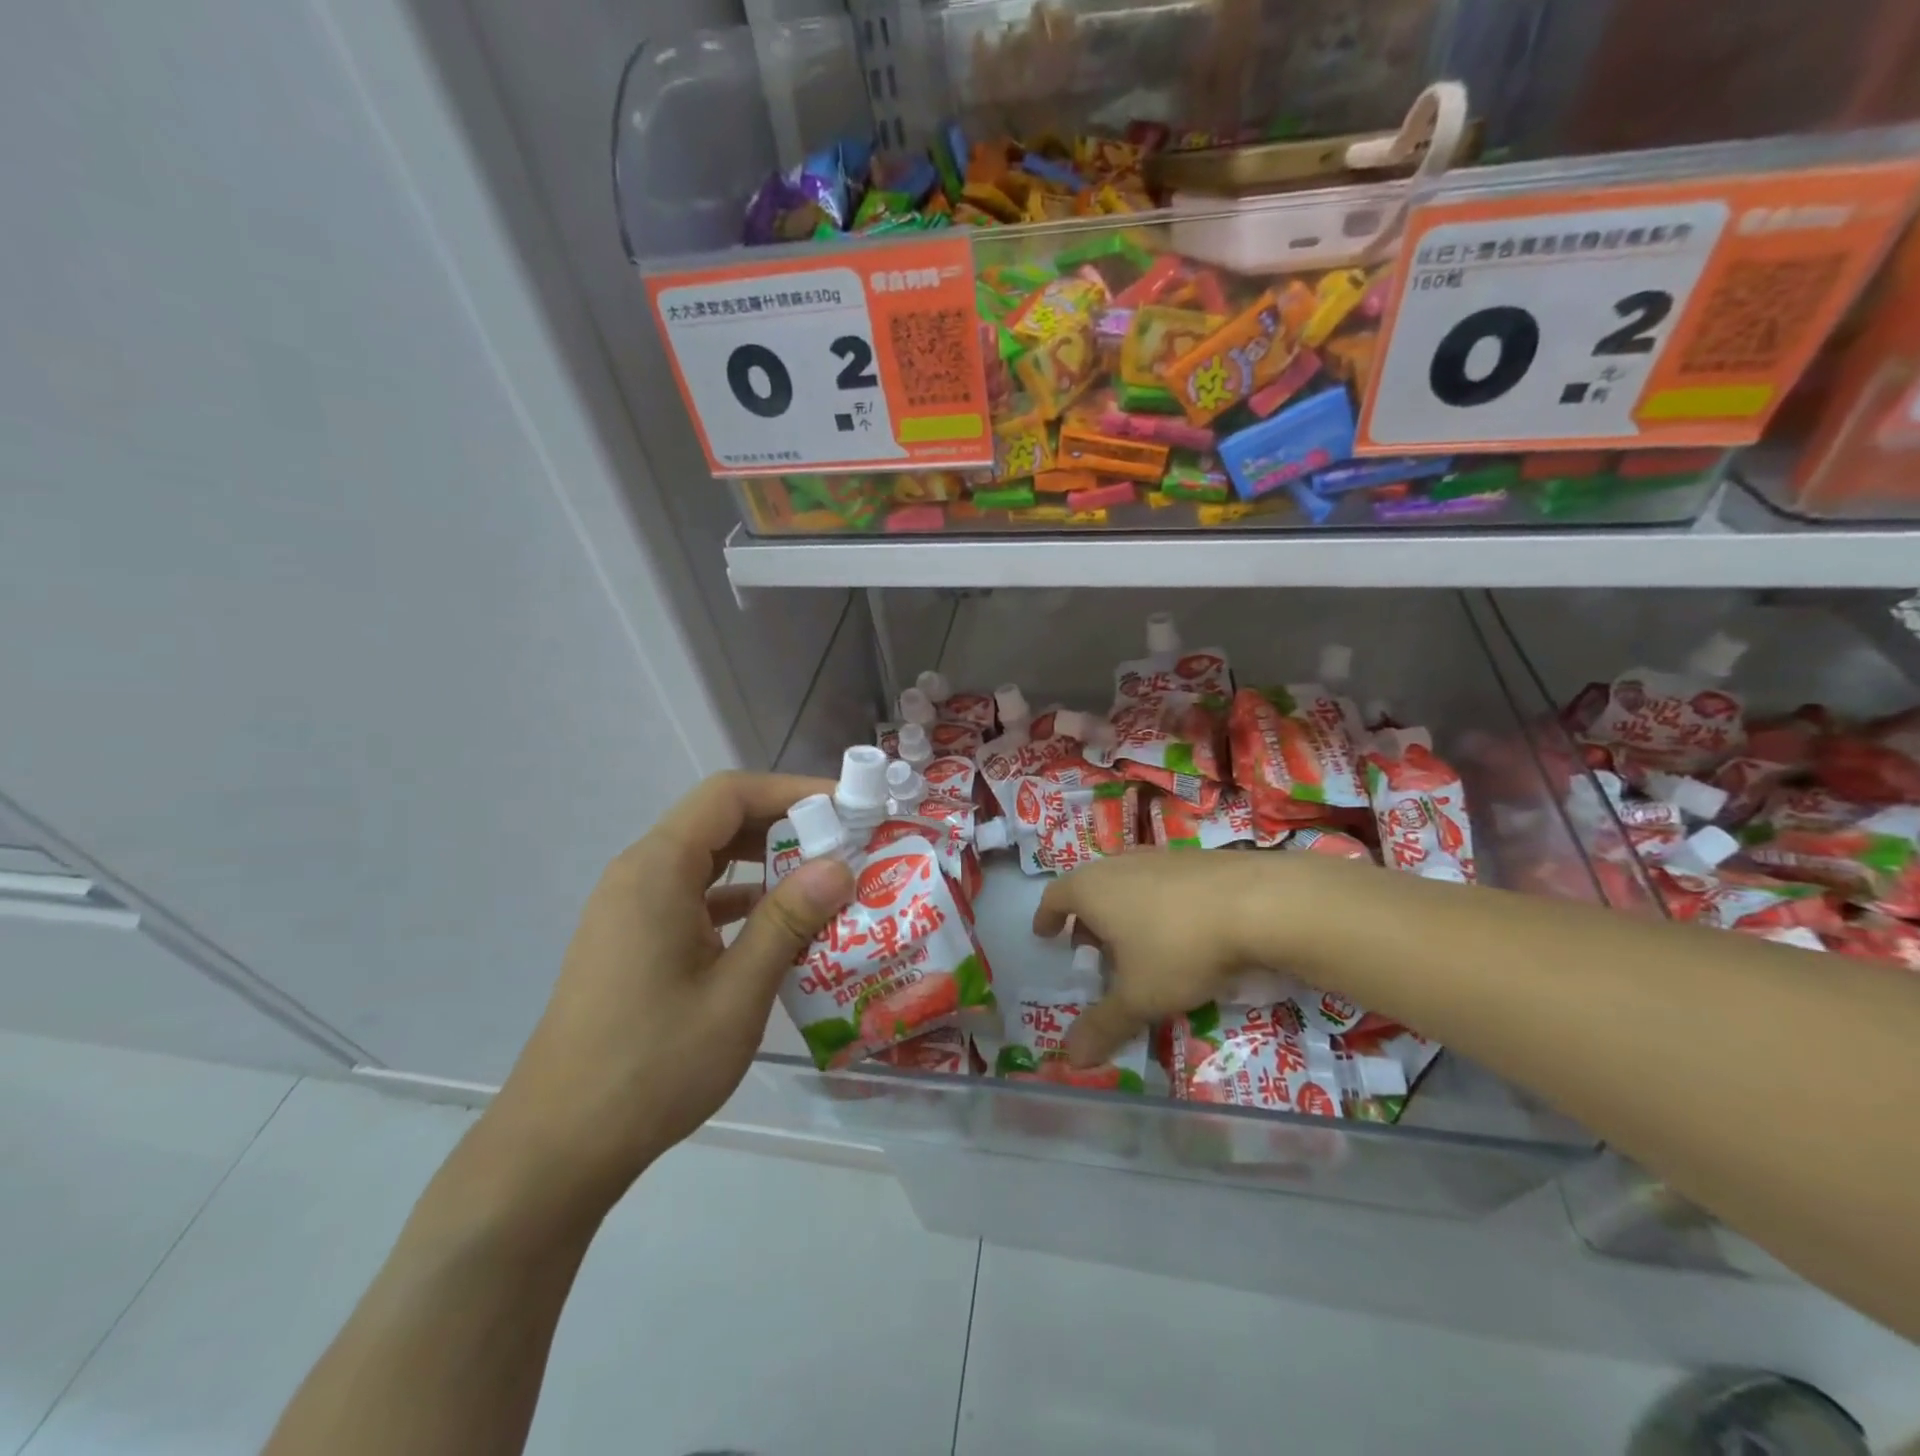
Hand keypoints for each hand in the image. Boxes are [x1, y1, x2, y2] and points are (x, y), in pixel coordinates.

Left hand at [484, 772, 852, 1216]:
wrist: (559, 1146)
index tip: (845, 808)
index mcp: (657, 871)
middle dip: (784, 826)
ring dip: (763, 865)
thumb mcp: (737, 992)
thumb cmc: (652, 1065)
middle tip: (844, 846)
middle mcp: (639, 875)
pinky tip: (778, 930)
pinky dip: (739, 901)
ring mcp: (631, 909)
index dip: (791, 791)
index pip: (728, 795)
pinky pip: (693, 898)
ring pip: (707, 862)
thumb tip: (839, 866)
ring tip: (823, 884)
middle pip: (718, 822)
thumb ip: (789, 920)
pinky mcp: (633, 941)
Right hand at [1032, 849, 1341, 1068]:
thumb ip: (1103, 1025)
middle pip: (1090, 888)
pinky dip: (1155, 904)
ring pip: (1126, 883)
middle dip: (1087, 920)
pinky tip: (1179, 931)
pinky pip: (1160, 882)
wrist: (1258, 903)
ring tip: (1136, 945)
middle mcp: (1118, 864)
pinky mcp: (1195, 858)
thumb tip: (1070, 1060)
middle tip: (1092, 951)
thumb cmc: (1179, 948)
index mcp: (1091, 889)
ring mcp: (1159, 856)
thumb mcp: (1139, 996)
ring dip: (1122, 912)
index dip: (1047, 917)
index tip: (1045, 934)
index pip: (1055, 897)